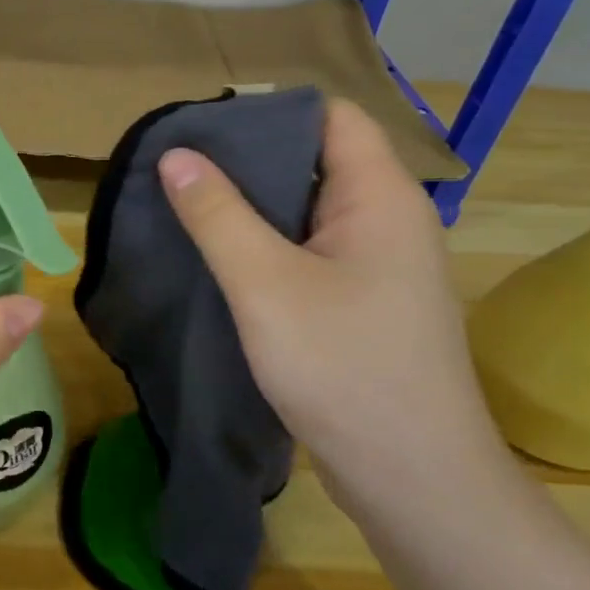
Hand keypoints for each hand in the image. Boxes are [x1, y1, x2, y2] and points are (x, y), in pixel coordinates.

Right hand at [156, 99, 506, 515]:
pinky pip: (310, 251)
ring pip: (309, 211)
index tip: (203, 127)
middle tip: (179, 167)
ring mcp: (379, 264)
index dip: (268, 111)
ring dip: (253, 206)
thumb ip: (217, 214)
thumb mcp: (264, 284)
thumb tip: (175, 154)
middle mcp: (388, 219)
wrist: (413, 477)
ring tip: (187, 205)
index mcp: (380, 196)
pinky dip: (267, 244)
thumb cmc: (343, 367)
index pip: (330, 117)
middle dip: (248, 159)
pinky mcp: (364, 302)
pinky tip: (221, 258)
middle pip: (316, 160)